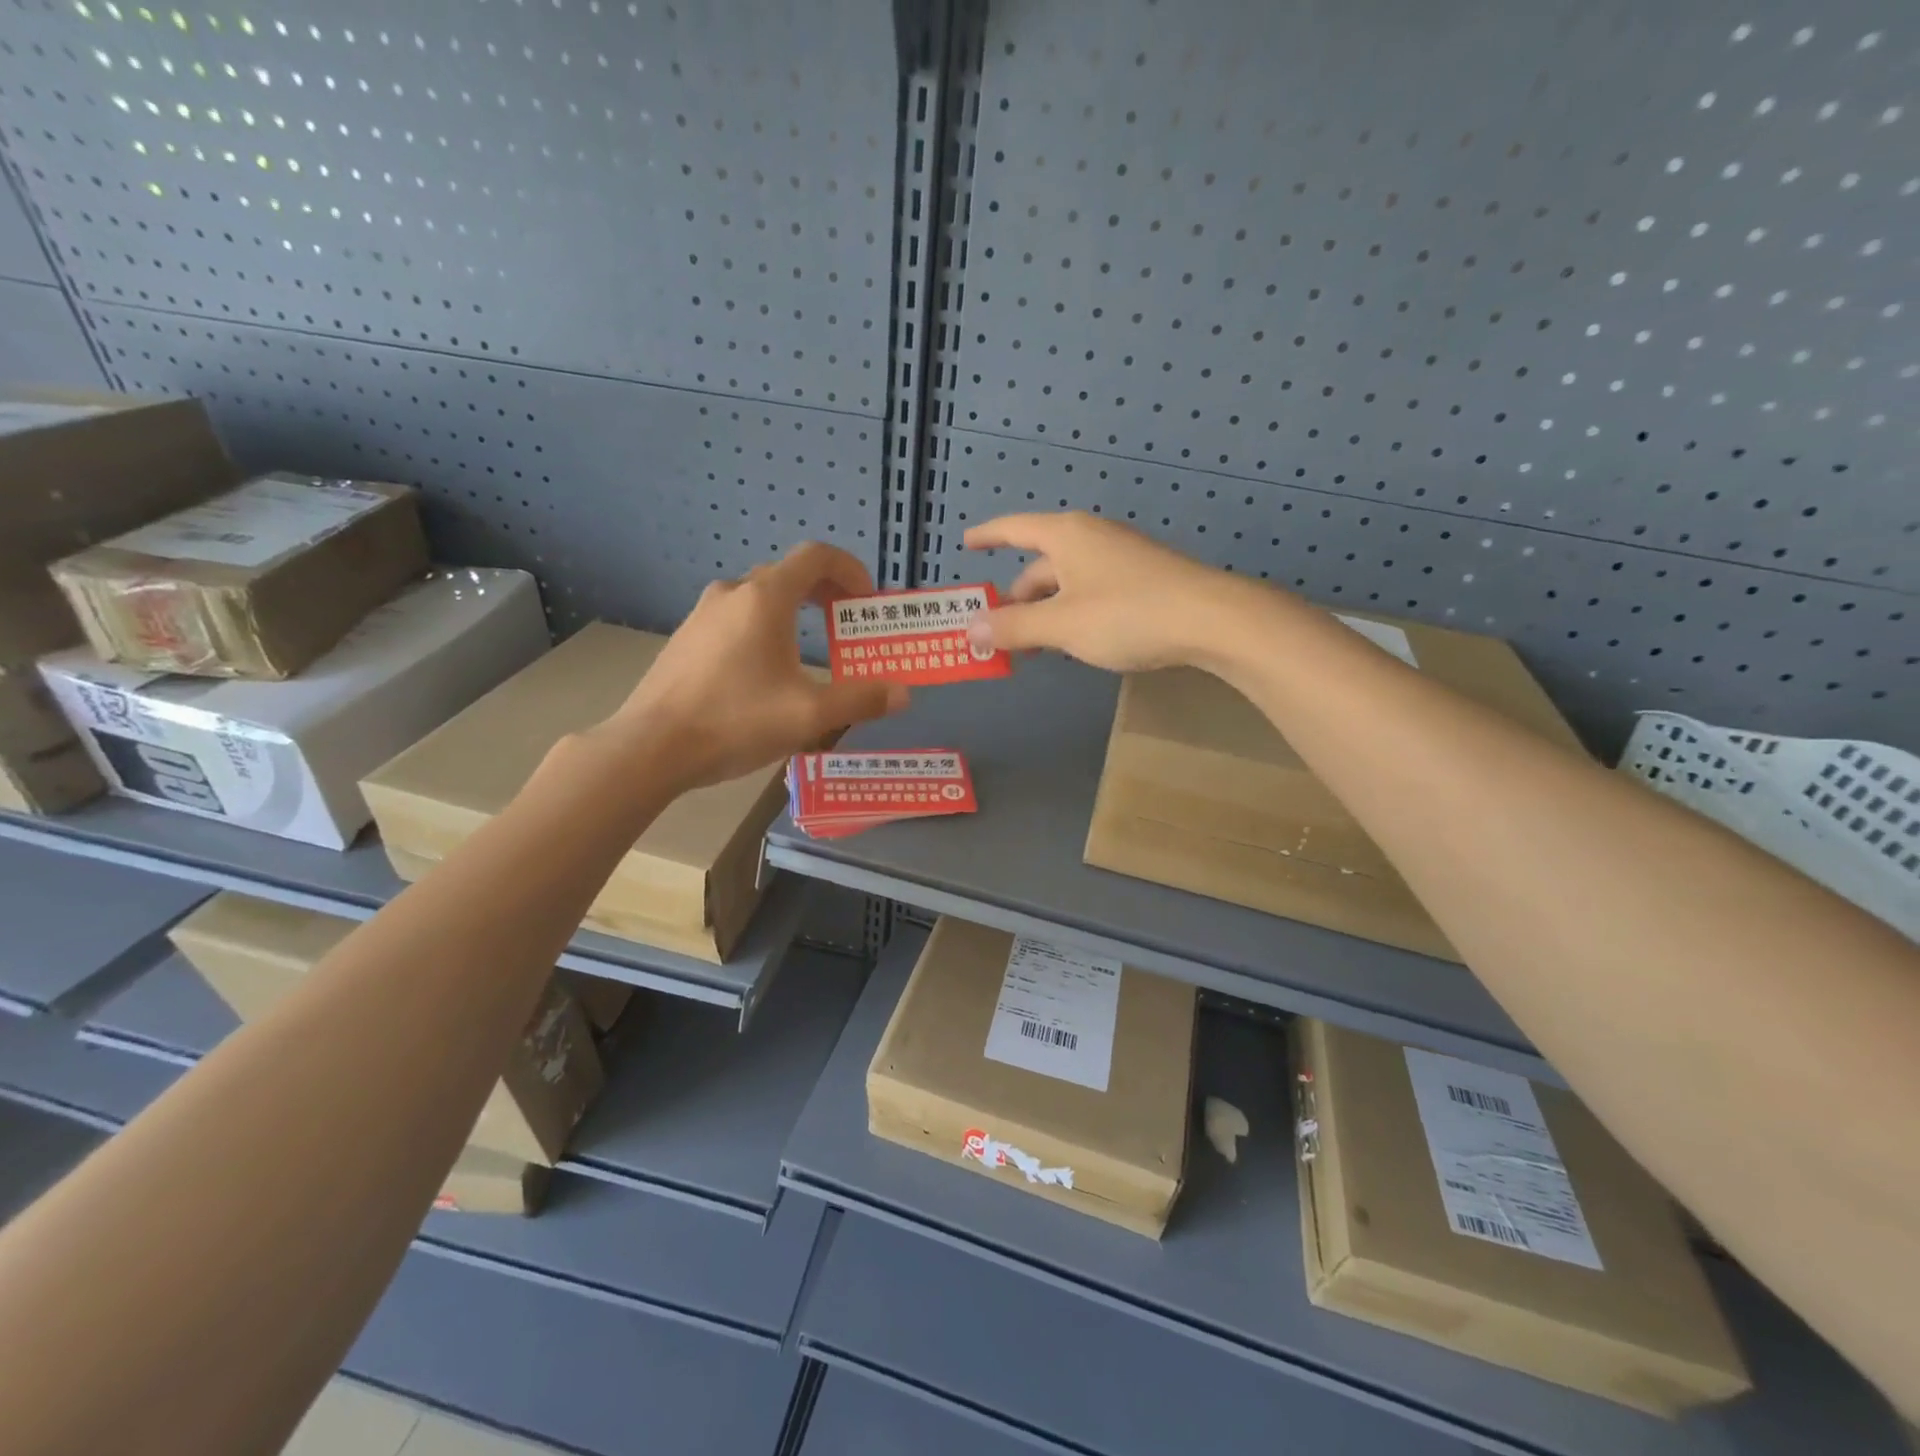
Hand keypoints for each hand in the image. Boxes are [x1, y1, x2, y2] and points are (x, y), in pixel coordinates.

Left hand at [604, 543, 908, 788]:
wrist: (651, 747)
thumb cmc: (735, 721)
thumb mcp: (809, 716)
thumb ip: (860, 701)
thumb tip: (902, 694)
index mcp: (765, 599)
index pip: (816, 556)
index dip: (850, 570)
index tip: (866, 601)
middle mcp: (733, 594)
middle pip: (789, 575)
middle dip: (826, 594)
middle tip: (846, 625)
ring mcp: (703, 614)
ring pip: (760, 598)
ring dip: (793, 612)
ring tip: (808, 650)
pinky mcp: (686, 639)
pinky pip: (735, 619)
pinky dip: (763, 628)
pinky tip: (764, 673)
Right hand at [962, 512, 1257, 673]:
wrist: (1210, 619)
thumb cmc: (1126, 614)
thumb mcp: (1061, 625)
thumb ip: (1014, 627)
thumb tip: (971, 629)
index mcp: (1066, 536)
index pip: (1014, 528)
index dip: (988, 536)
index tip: (966, 543)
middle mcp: (1091, 538)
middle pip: (1041, 565)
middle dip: (1018, 598)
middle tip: (1001, 633)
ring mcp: (1120, 558)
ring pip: (1067, 582)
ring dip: (1045, 611)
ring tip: (1035, 646)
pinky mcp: (1143, 579)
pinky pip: (1092, 591)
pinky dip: (1072, 612)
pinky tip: (1076, 641)